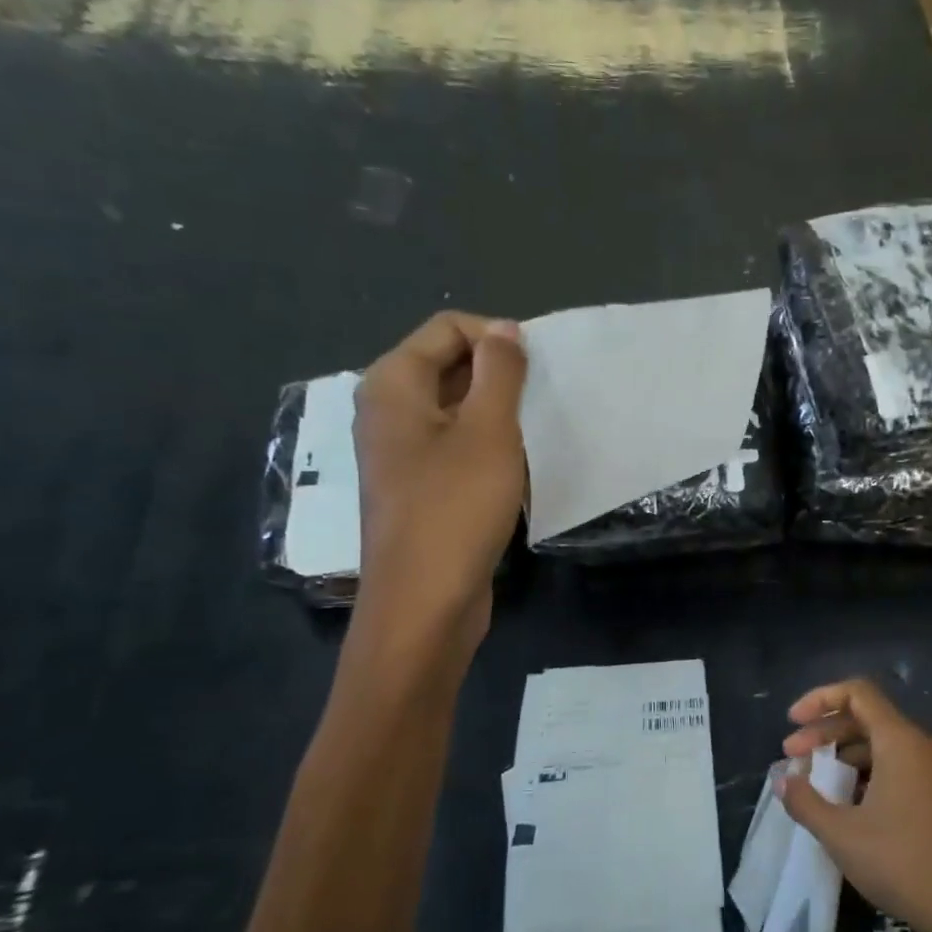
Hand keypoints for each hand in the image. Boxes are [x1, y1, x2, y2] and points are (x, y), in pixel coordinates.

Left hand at [352, 312, 525, 651]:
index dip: (497, 338)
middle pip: (448, 366)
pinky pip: (455, 448)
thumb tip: (505, 331)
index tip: (540, 369)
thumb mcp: (488, 431)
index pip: (447, 330)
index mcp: (393, 384)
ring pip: (456, 411)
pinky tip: (517, 471)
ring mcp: (401, 453)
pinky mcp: (418, 489)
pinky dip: (487, 448)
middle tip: (543, 402)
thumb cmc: (456, 509)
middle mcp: (388, 411)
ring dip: (498, 415)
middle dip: (499, 376)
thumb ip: (499, 373)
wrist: (424, 602)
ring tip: (535, 436)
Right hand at [778, 678, 931, 931]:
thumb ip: (804, 800)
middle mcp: (922, 745)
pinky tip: (844, 800)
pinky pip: (896, 764)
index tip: (792, 721)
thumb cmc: (900, 863)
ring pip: (881, 742)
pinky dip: (865, 770)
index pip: (858, 693)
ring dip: (843, 753)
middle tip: (791, 756)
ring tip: (812, 780)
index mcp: (901, 741)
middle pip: (866, 717)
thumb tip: (783, 781)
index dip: (820, 699)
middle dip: (824, 731)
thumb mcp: (840, 833)